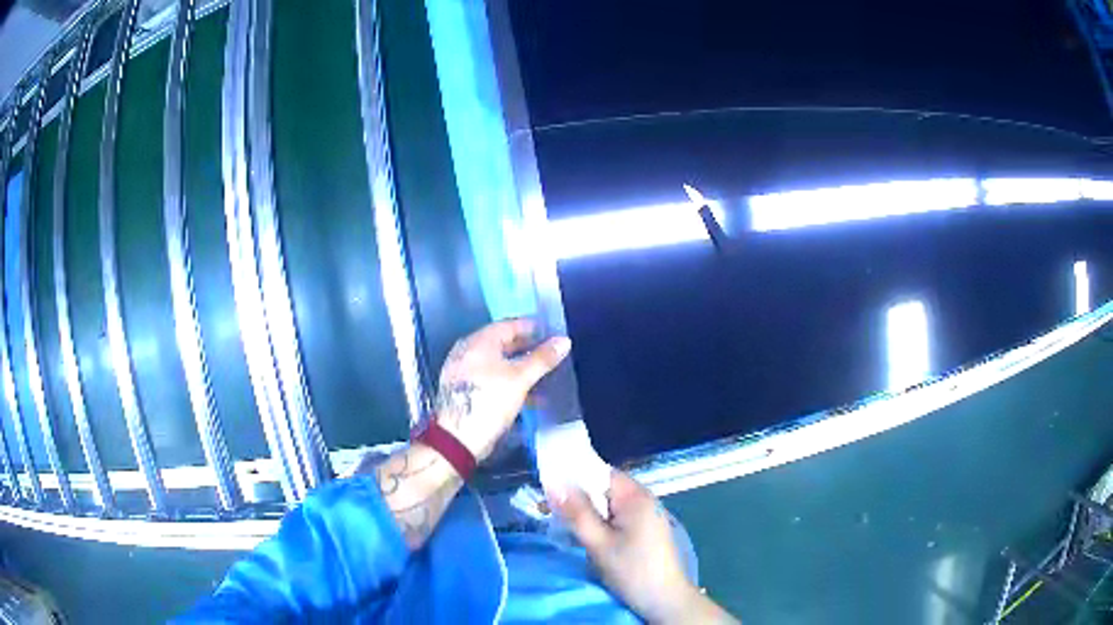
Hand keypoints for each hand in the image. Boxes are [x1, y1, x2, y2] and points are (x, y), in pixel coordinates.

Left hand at [434, 318, 570, 462]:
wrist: (458, 439)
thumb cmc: (489, 402)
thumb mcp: (520, 379)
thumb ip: (542, 359)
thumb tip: (564, 340)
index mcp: (478, 342)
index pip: (508, 325)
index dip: (531, 327)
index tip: (552, 331)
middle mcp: (468, 351)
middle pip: (502, 343)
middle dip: (527, 348)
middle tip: (551, 352)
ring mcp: (464, 372)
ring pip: (498, 363)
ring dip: (521, 367)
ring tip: (545, 374)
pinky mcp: (465, 391)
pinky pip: (491, 378)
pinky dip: (510, 382)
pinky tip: (529, 395)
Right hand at [551, 472, 737, 623]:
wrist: (664, 598)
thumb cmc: (632, 569)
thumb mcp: (598, 543)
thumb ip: (577, 512)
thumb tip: (553, 483)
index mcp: (635, 496)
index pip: (600, 472)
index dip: (575, 478)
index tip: (551, 489)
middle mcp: (645, 498)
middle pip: (605, 487)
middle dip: (581, 497)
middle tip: (556, 512)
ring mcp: (648, 514)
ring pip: (611, 504)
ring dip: (591, 512)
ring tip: (570, 526)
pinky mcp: (647, 529)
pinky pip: (619, 516)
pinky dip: (603, 522)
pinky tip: (592, 537)